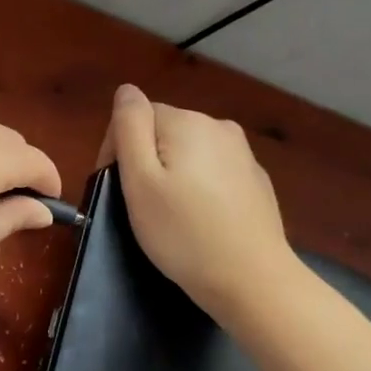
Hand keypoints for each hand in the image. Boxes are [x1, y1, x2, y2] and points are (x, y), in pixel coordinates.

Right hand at [104, 84, 295, 313]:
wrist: (250, 279)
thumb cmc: (182, 232)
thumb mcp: (139, 180)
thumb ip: (130, 127)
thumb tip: (127, 90)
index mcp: (188, 122)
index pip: (136, 117)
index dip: (117, 151)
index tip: (115, 190)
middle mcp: (219, 127)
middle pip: (163, 132)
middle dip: (145, 161)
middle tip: (140, 207)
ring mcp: (242, 154)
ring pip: (188, 152)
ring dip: (172, 174)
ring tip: (169, 215)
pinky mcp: (255, 181)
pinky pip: (212, 172)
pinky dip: (198, 189)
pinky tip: (198, 220)